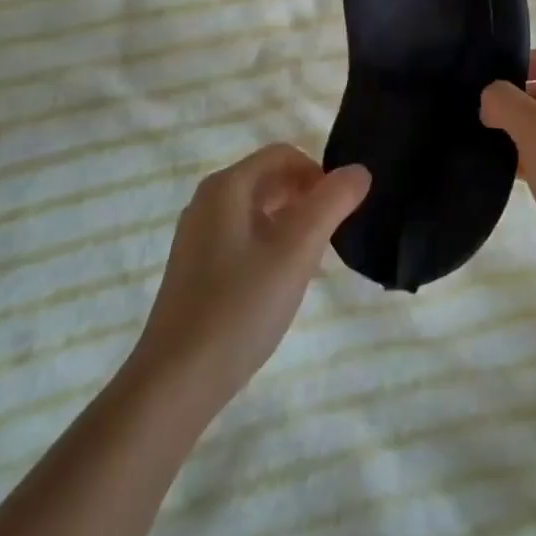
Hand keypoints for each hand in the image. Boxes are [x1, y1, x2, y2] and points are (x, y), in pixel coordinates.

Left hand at [129, 144, 370, 413]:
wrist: (177, 381)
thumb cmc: (240, 306)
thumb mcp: (297, 251)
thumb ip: (331, 204)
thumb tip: (358, 171)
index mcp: (227, 187)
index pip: (283, 155)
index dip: (319, 173)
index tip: (343, 210)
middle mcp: (208, 201)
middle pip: (269, 179)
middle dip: (306, 197)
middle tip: (333, 235)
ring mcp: (198, 235)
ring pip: (257, 210)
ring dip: (291, 222)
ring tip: (314, 259)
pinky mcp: (197, 267)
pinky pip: (243, 237)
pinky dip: (270, 244)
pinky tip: (282, 281)